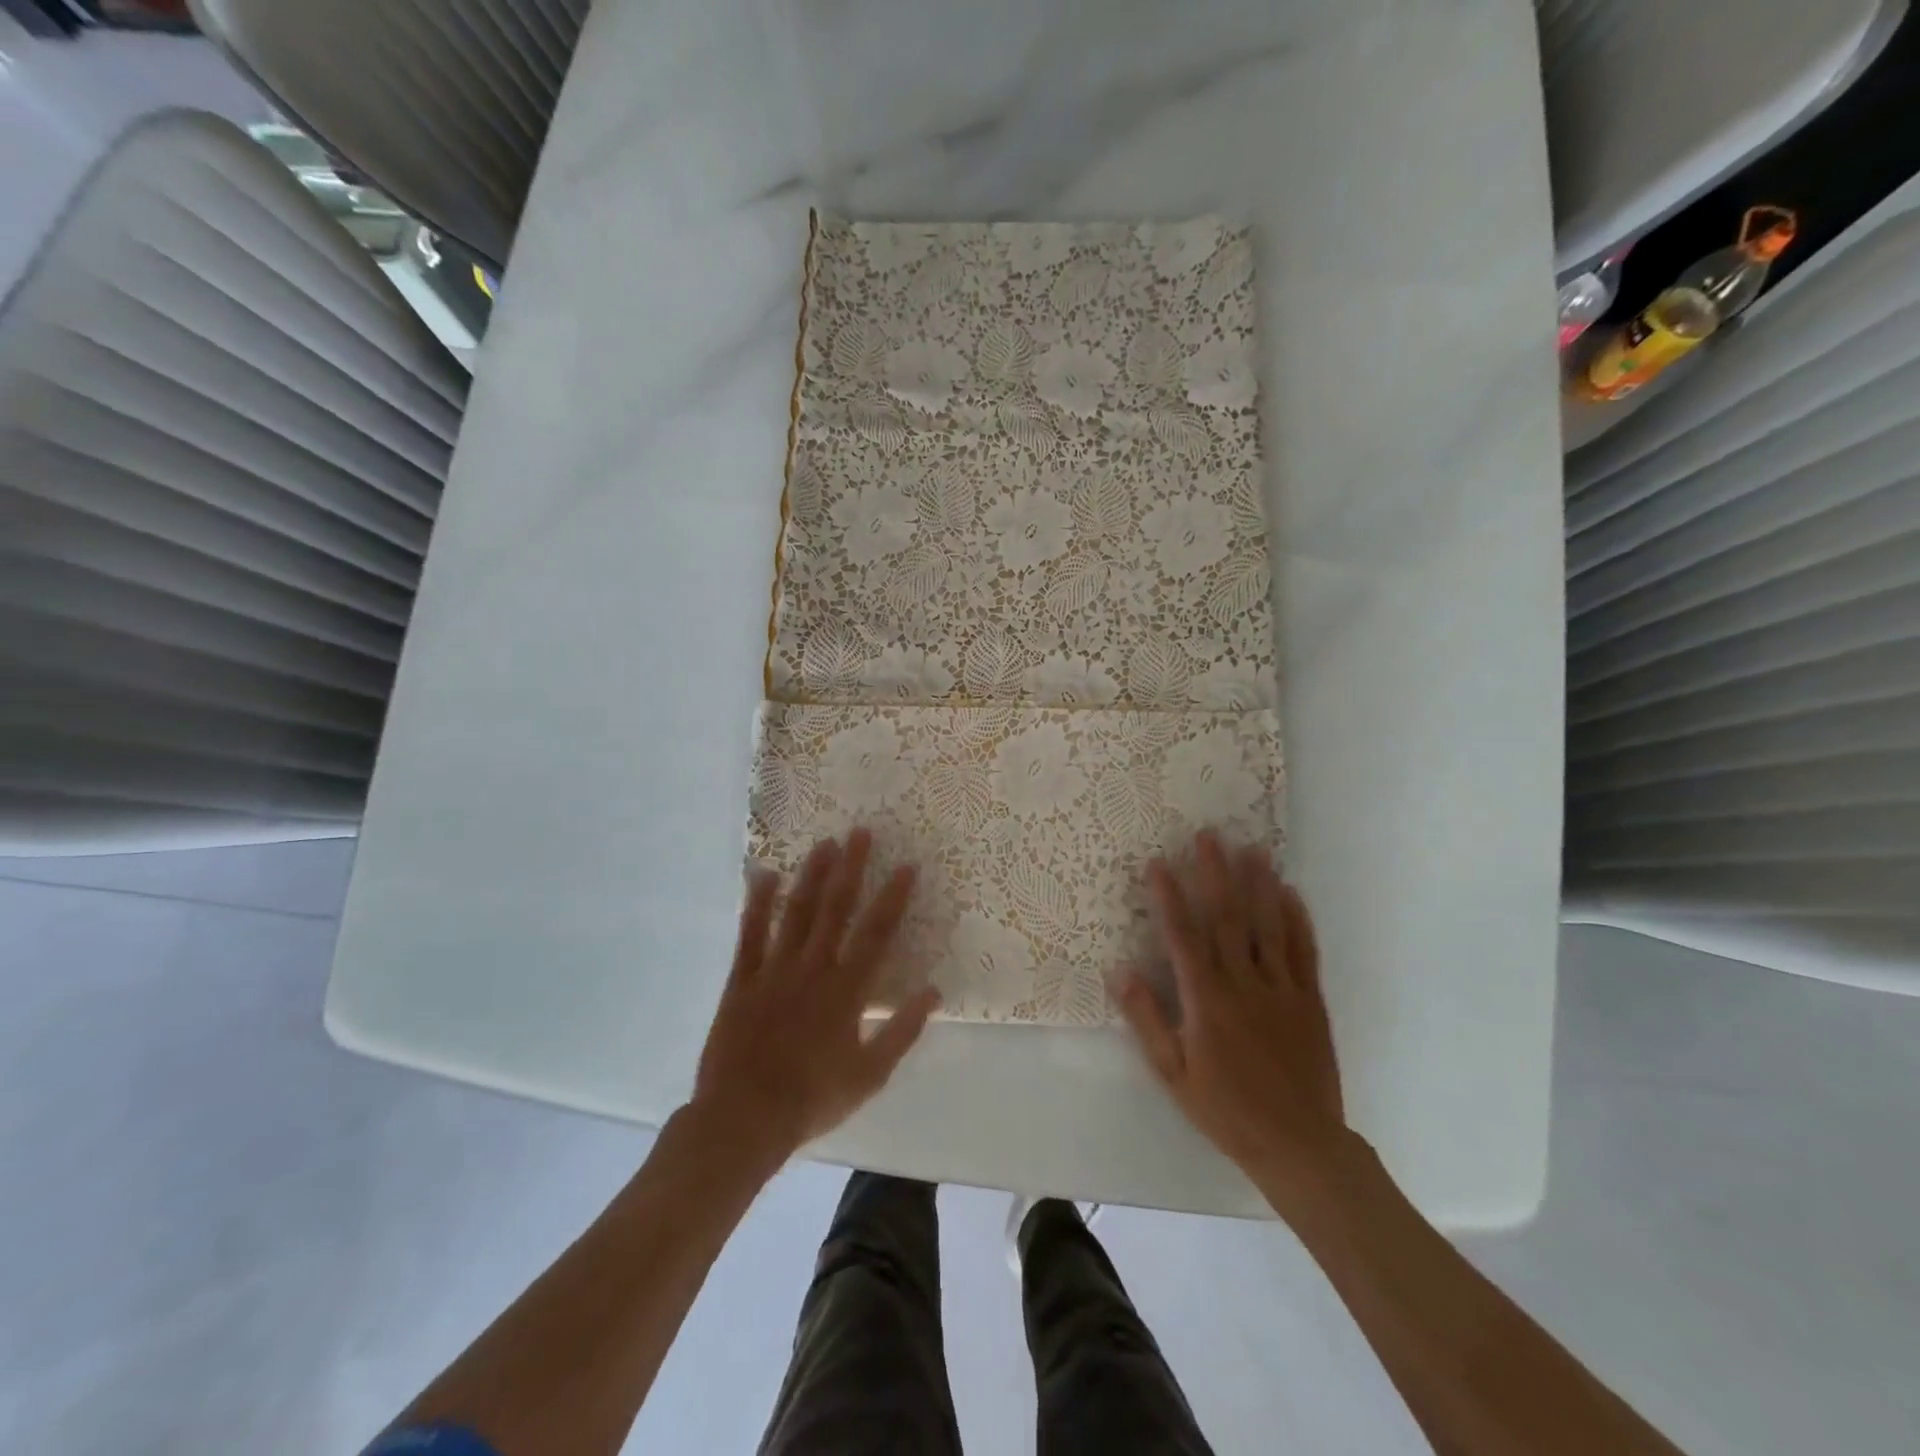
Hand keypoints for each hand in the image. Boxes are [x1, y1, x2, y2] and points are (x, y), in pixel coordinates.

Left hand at [689, 829, 939, 1166]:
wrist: (744, 1119)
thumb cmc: (813, 1098)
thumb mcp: (870, 1074)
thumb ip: (902, 1030)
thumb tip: (934, 991)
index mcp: (846, 990)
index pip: (876, 933)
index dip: (893, 897)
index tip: (907, 866)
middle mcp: (813, 969)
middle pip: (836, 909)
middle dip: (851, 868)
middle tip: (860, 832)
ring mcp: (774, 970)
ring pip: (796, 912)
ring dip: (812, 876)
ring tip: (824, 844)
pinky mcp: (742, 980)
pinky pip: (750, 934)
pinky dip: (757, 903)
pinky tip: (764, 875)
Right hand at [1117, 831, 1353, 1215]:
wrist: (1299, 1145)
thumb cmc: (1227, 1110)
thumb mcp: (1173, 1074)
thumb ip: (1146, 1020)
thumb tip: (1120, 971)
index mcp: (1207, 1001)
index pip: (1183, 938)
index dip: (1169, 898)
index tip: (1159, 863)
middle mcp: (1244, 985)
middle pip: (1228, 919)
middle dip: (1215, 874)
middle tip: (1209, 836)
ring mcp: (1282, 989)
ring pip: (1269, 926)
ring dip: (1259, 884)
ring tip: (1253, 848)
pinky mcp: (1310, 1001)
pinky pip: (1304, 951)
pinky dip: (1297, 919)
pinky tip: (1291, 892)